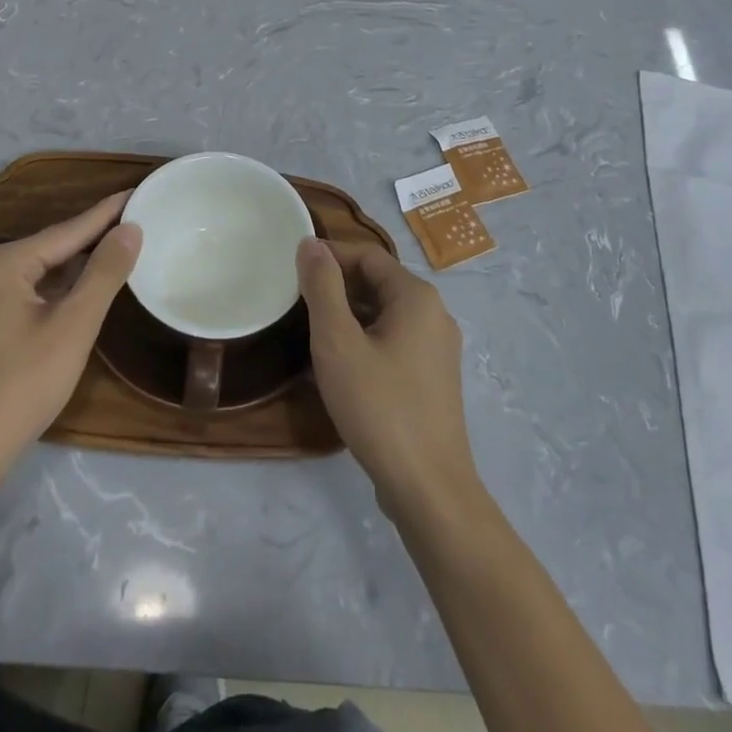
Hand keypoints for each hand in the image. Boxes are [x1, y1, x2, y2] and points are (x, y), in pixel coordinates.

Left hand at [0, 194, 141, 471]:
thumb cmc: (21, 385)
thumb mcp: (74, 326)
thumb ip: (104, 273)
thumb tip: (131, 228)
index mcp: (6, 261)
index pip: (70, 228)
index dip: (109, 212)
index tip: (140, 190)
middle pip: (55, 245)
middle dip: (96, 235)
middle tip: (140, 218)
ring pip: (44, 269)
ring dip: (81, 262)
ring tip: (123, 245)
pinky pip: (32, 289)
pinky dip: (63, 285)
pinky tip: (87, 286)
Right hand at [298, 238, 483, 522]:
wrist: (428, 488)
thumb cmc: (379, 407)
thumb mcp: (338, 343)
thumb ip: (322, 288)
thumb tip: (311, 243)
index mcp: (416, 296)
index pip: (367, 256)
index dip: (329, 256)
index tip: (292, 269)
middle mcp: (435, 314)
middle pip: (378, 282)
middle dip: (337, 287)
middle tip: (296, 302)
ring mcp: (438, 348)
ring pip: (385, 314)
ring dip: (349, 315)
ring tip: (310, 331)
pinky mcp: (433, 378)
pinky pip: (394, 341)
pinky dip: (365, 340)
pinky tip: (340, 364)